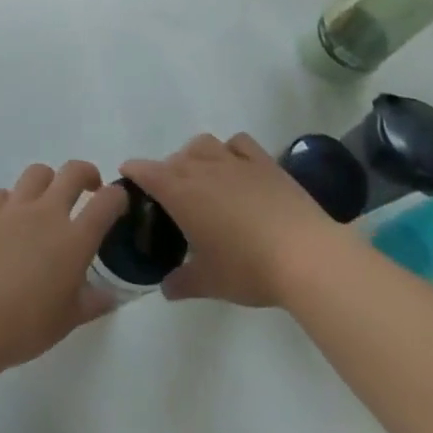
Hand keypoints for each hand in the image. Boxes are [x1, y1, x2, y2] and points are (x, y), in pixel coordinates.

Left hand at [0, 160, 128, 381]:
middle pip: (73, 172)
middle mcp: (46, 213)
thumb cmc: (23, 326)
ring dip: (48, 182)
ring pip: (37, 173)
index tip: (118, 202)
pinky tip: (7, 222)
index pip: (107, 202)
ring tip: (46, 201)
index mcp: (74, 239)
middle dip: (87, 174)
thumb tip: (109, 295)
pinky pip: (3, 193)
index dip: (117, 197)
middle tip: (89, 189)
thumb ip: (92, 302)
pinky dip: (11, 202)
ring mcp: (13, 207)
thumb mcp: (67, 321)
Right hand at [121, 133, 341, 307]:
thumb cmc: (248, 268)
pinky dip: (230, 150)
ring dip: (194, 156)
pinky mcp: (264, 162)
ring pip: (203, 144)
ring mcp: (235, 161)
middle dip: (166, 173)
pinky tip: (235, 168)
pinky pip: (238, 143)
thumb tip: (167, 288)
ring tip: (201, 178)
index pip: (145, 171)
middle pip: (173, 159)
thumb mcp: (210, 283)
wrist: (305, 255)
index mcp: (180, 192)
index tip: (128, 179)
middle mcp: (202, 167)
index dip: (133, 172)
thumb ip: (182, 282)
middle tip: (171, 201)